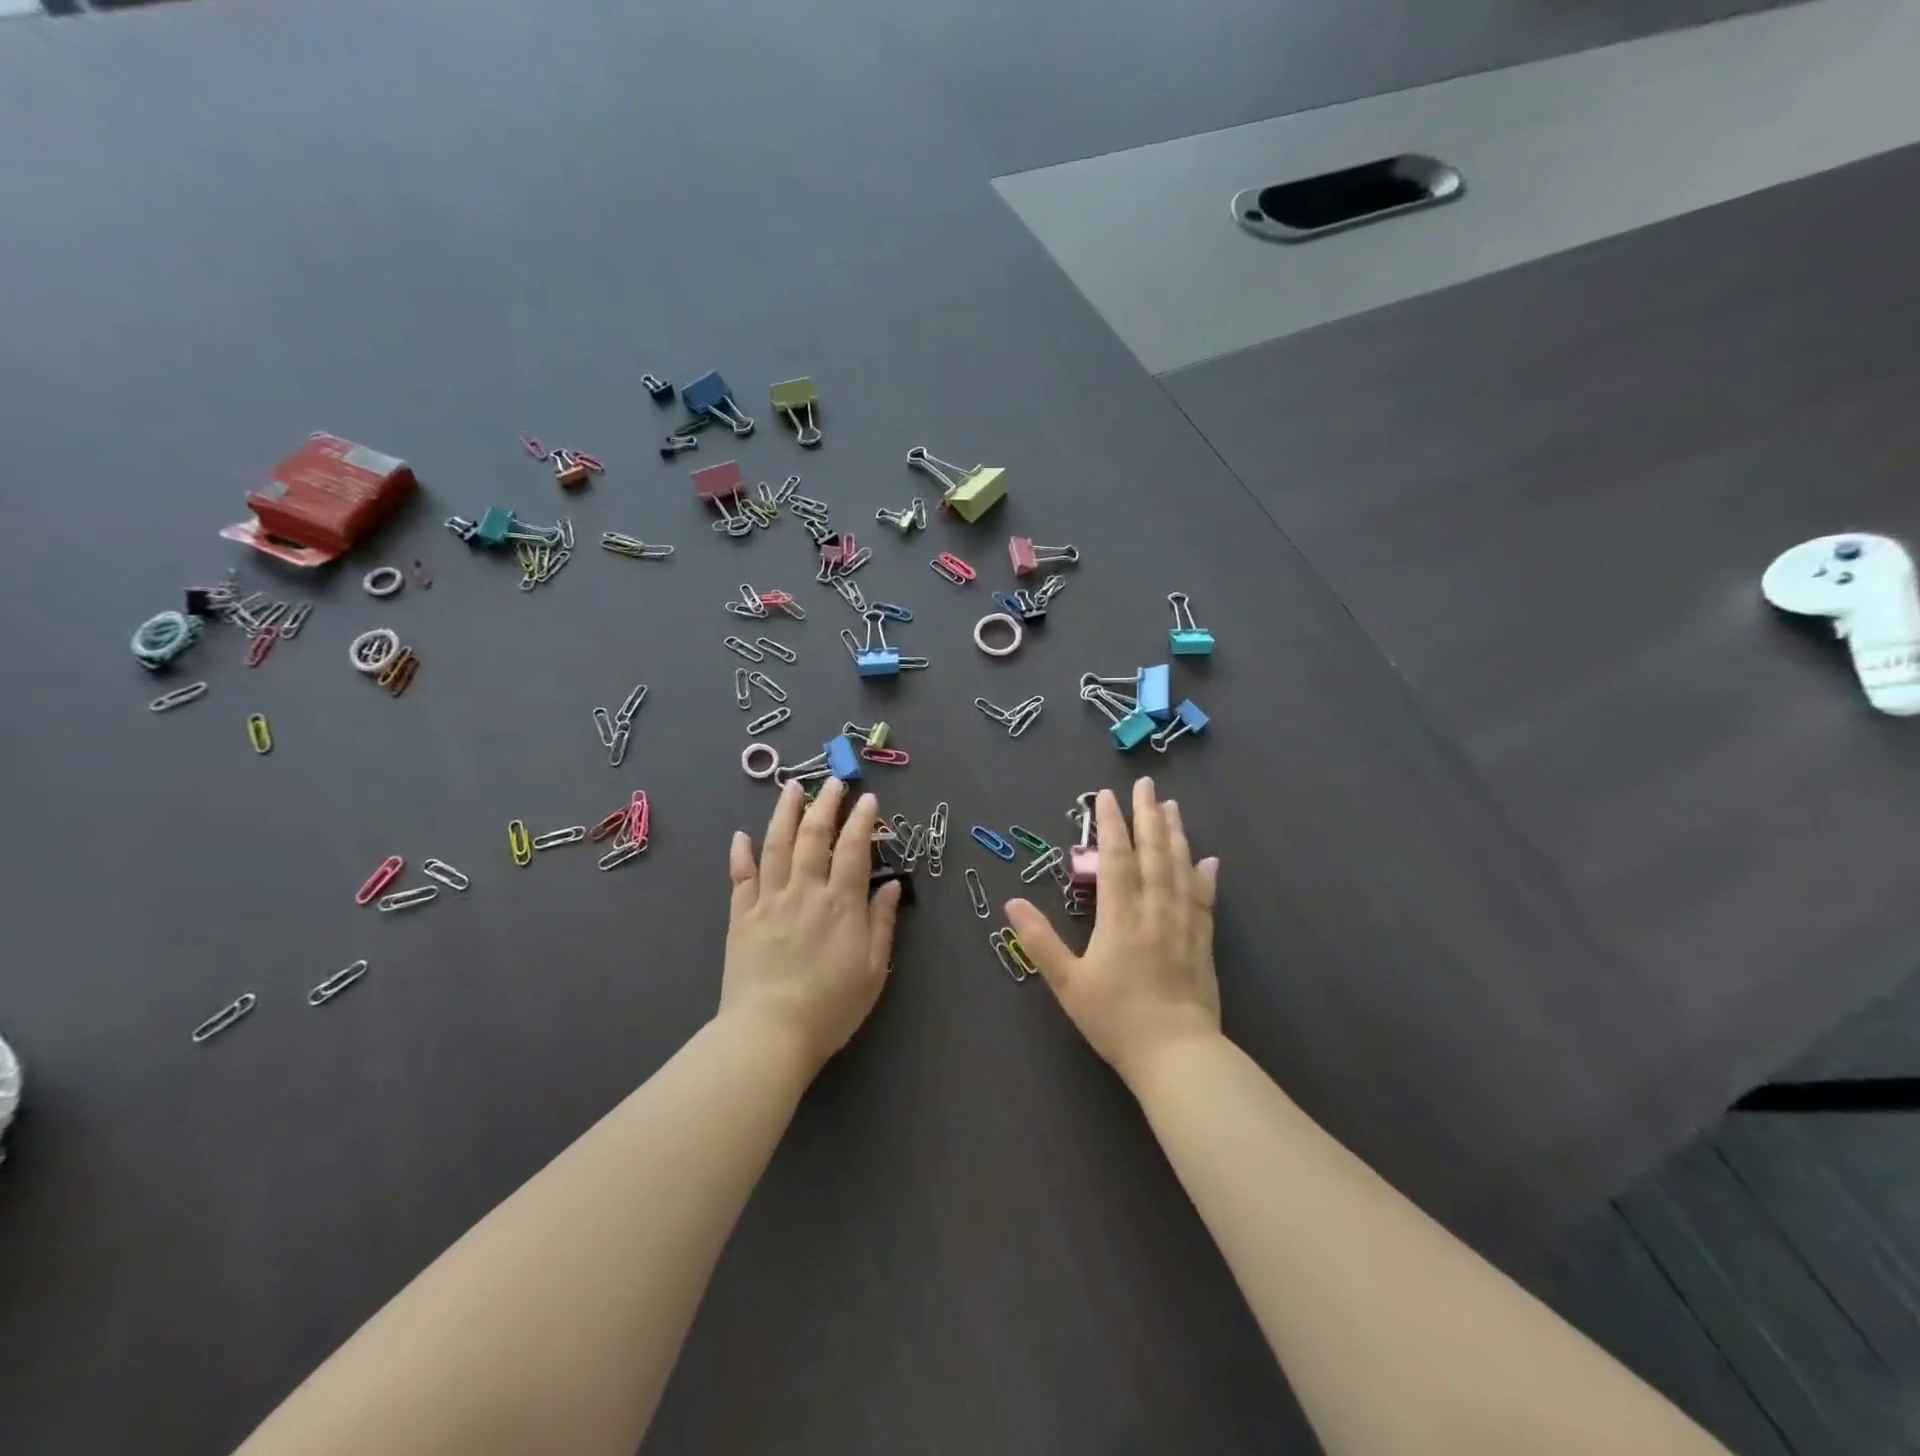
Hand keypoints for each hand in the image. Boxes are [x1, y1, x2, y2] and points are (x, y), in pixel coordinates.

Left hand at [721, 777, 900, 1075]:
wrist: (769, 1034)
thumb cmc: (831, 1007)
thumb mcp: (874, 970)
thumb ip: (883, 923)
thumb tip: (893, 884)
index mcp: (841, 904)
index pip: (854, 849)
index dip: (862, 820)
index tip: (868, 798)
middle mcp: (805, 892)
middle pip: (814, 837)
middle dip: (825, 804)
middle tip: (833, 781)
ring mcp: (769, 901)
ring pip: (776, 846)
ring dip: (785, 813)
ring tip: (792, 787)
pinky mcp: (741, 917)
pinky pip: (741, 878)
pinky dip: (741, 854)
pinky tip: (742, 835)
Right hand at [1007, 777, 1219, 1084]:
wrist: (1175, 1055)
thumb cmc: (1115, 1019)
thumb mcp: (1067, 983)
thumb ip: (1040, 941)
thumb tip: (1012, 904)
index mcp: (1120, 917)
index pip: (1116, 859)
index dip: (1111, 824)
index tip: (1106, 795)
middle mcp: (1154, 911)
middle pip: (1153, 854)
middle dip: (1148, 816)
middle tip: (1147, 784)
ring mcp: (1183, 925)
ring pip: (1180, 869)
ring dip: (1176, 835)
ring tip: (1173, 807)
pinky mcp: (1202, 943)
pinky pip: (1204, 900)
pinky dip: (1205, 877)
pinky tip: (1209, 860)